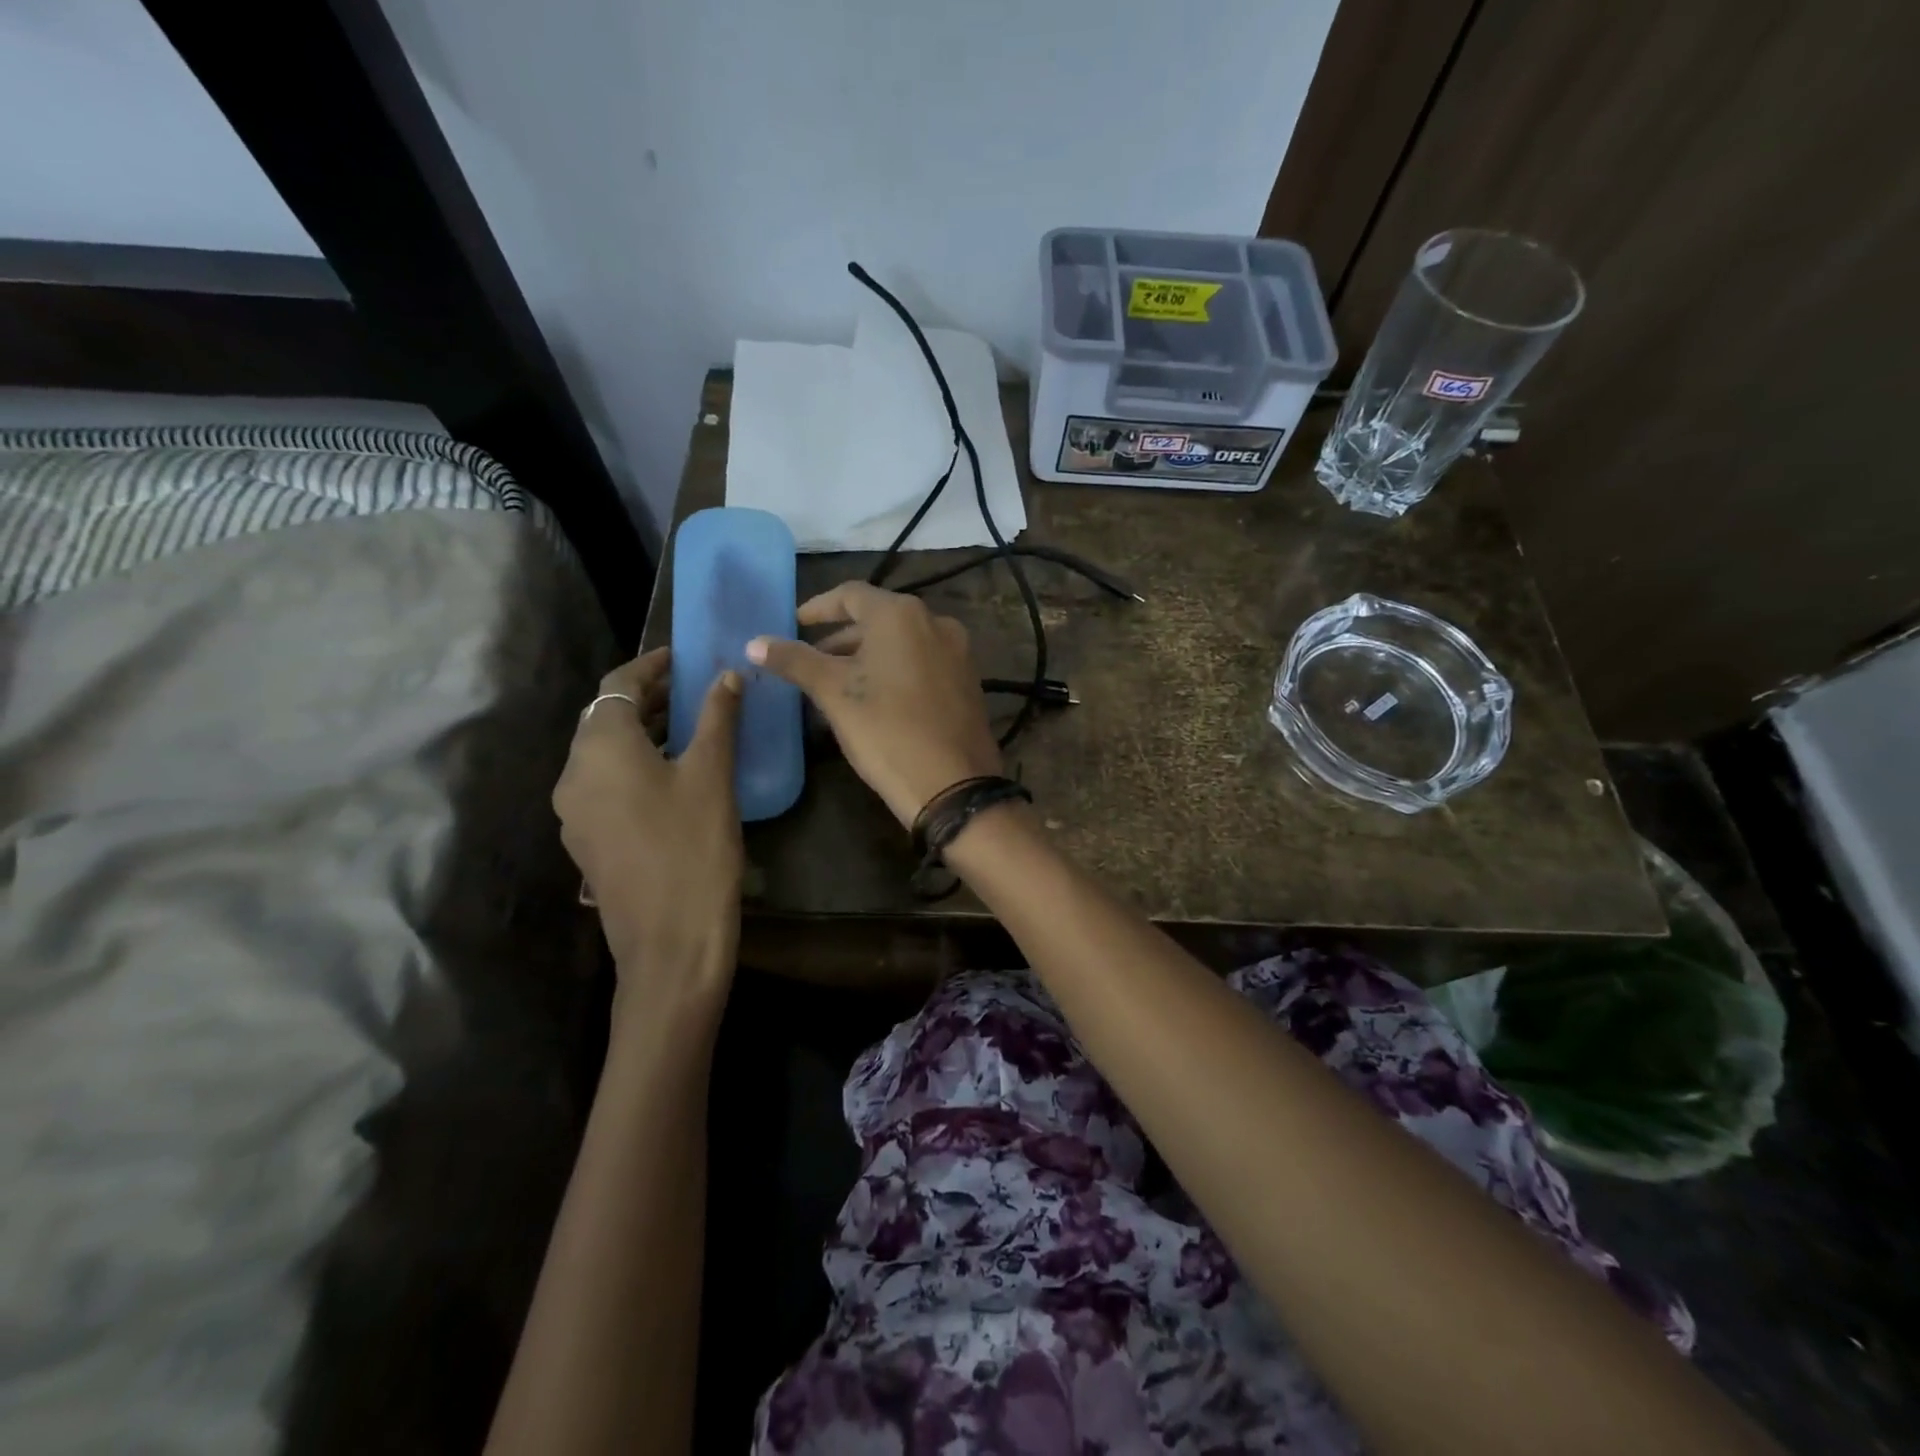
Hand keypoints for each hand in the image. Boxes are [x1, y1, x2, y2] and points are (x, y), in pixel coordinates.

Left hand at [552, 648, 743, 1007]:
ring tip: (691, 727)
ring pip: (604, 753)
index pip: (618, 684)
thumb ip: (717, 718)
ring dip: (643, 732)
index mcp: (600, 748)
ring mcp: (574, 811)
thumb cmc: (695, 847)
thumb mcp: (712, 776)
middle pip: (606, 717)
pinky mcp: (586, 839)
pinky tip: (673, 775)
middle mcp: (573, 773)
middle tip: (696, 690)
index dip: (652, 665)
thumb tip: (727, 676)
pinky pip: (606, 783)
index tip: (686, 657)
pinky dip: (635, 765)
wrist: (670, 940)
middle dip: (649, 698)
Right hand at [747, 581, 1001, 826]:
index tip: (793, 625)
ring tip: (837, 685)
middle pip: (878, 619)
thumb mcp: (834, 694)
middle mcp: (936, 622)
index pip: (851, 595)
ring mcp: (958, 652)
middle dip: (841, 639)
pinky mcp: (968, 682)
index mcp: (901, 614)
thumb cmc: (887, 731)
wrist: (953, 784)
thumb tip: (755, 642)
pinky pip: (922, 664)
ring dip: (867, 657)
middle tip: (810, 662)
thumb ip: (795, 661)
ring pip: (901, 644)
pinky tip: (875, 700)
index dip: (818, 609)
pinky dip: (895, 671)